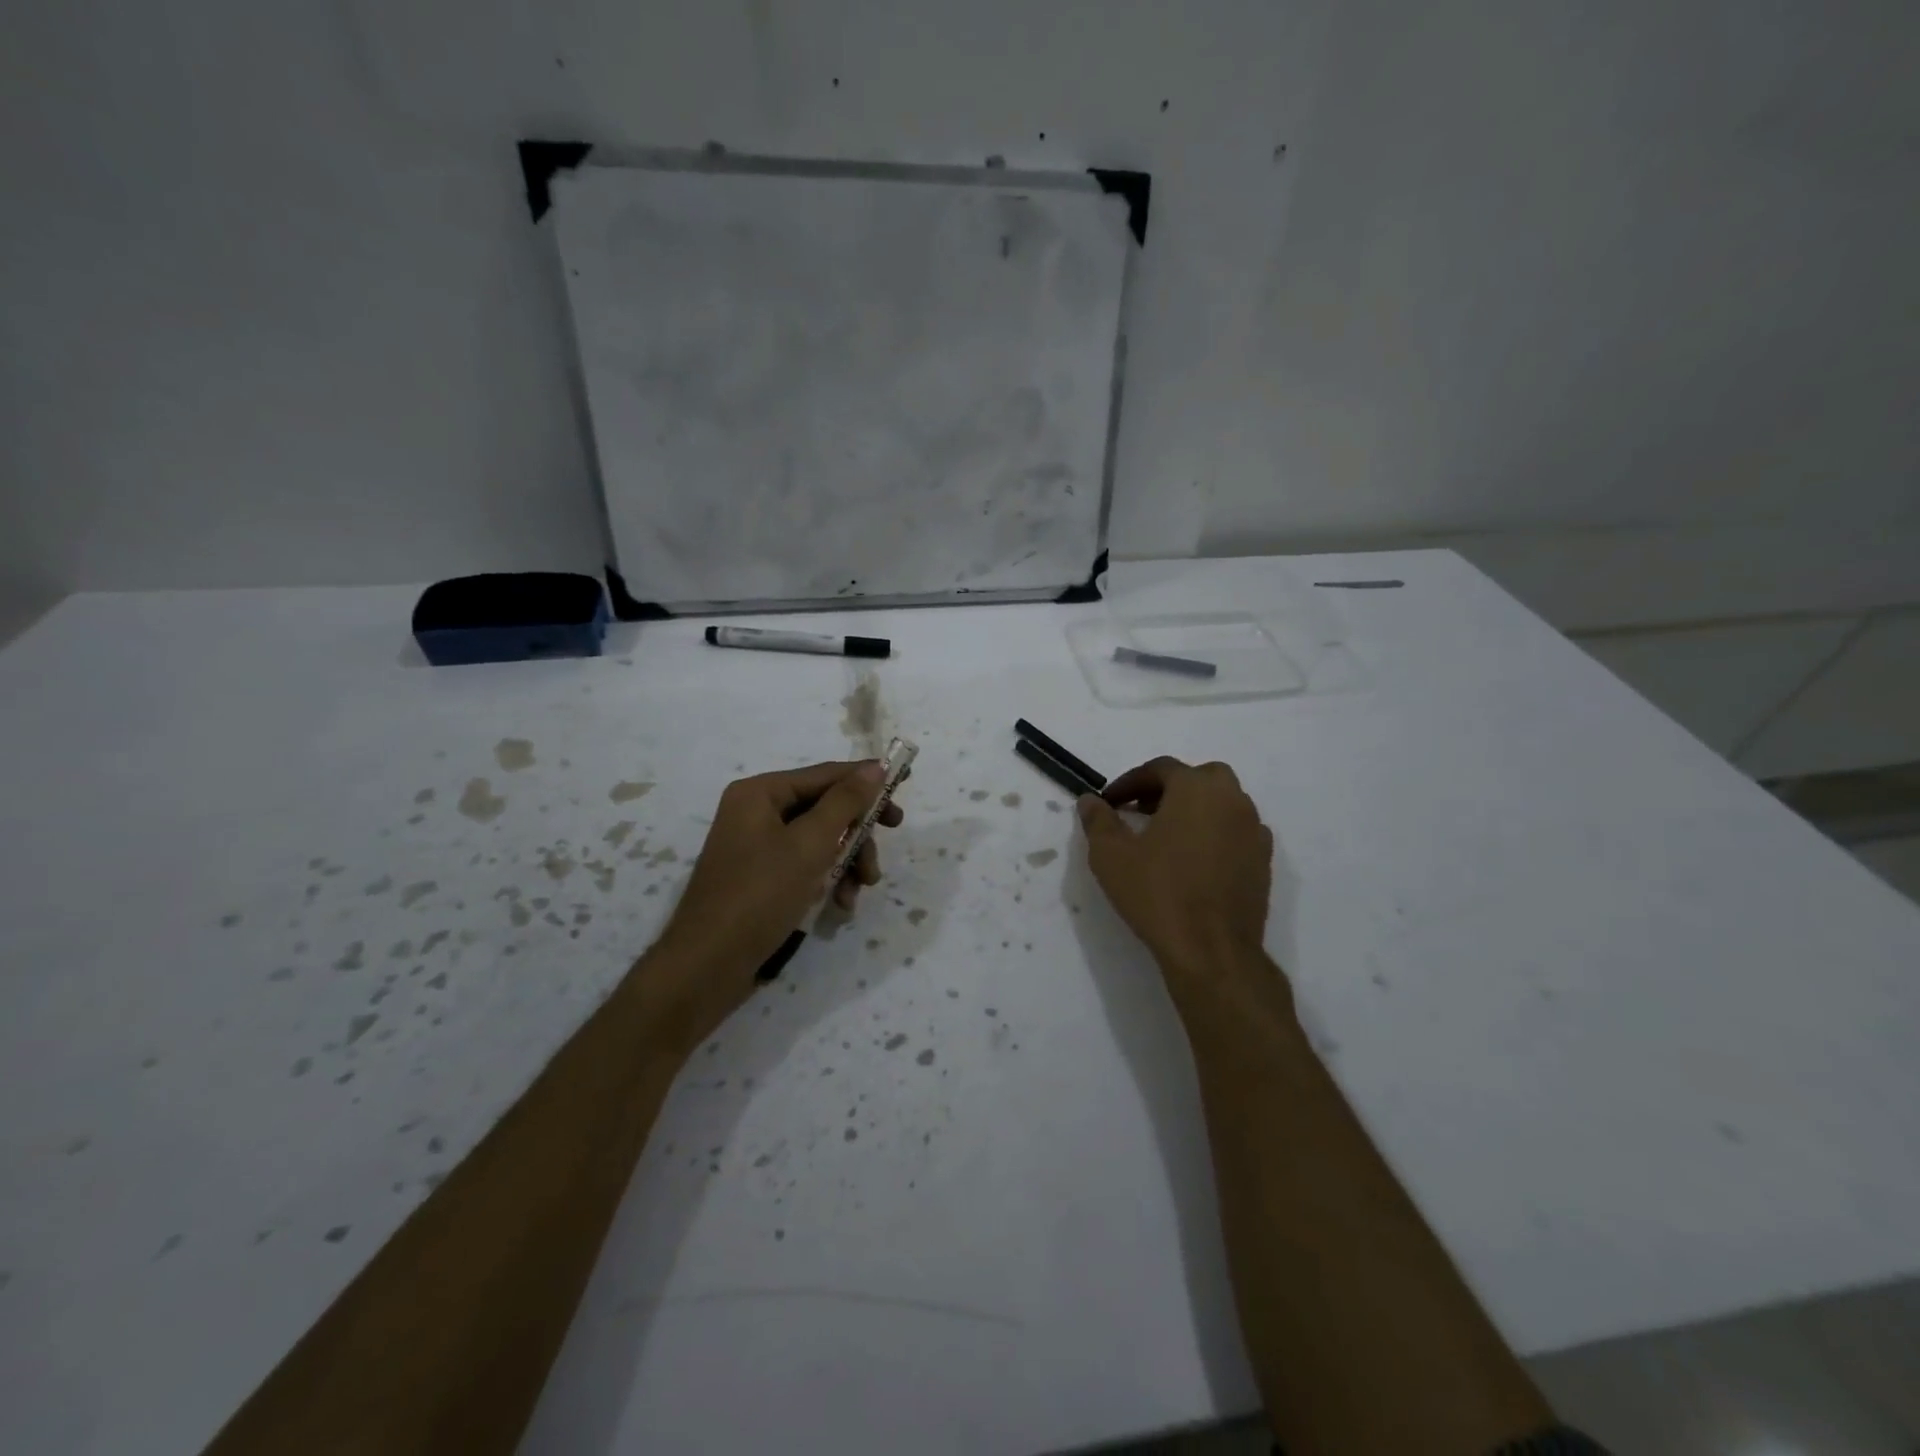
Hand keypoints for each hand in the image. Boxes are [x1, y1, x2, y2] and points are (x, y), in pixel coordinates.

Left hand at [643, 761, 902, 1049]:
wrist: (708, 966)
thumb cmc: (759, 895)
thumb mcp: (810, 844)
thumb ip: (845, 803)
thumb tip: (875, 768)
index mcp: (760, 793)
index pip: (825, 775)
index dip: (866, 781)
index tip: (904, 789)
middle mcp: (756, 813)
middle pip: (824, 809)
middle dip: (856, 836)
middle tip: (878, 858)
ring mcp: (757, 847)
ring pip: (820, 841)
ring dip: (846, 863)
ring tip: (858, 891)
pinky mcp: (762, 878)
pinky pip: (805, 865)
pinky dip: (827, 880)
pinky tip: (839, 904)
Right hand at [1077, 757, 1273, 990]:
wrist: (1211, 950)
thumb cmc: (1157, 893)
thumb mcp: (1111, 855)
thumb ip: (1098, 820)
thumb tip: (1090, 800)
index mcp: (1196, 788)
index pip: (1160, 769)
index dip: (1130, 782)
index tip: (1110, 802)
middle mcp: (1232, 799)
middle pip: (1199, 778)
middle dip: (1168, 789)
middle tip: (1141, 811)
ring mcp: (1253, 830)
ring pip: (1222, 803)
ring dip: (1194, 809)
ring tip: (1166, 836)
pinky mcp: (1264, 860)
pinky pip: (1236, 831)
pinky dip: (1215, 833)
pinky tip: (1195, 860)